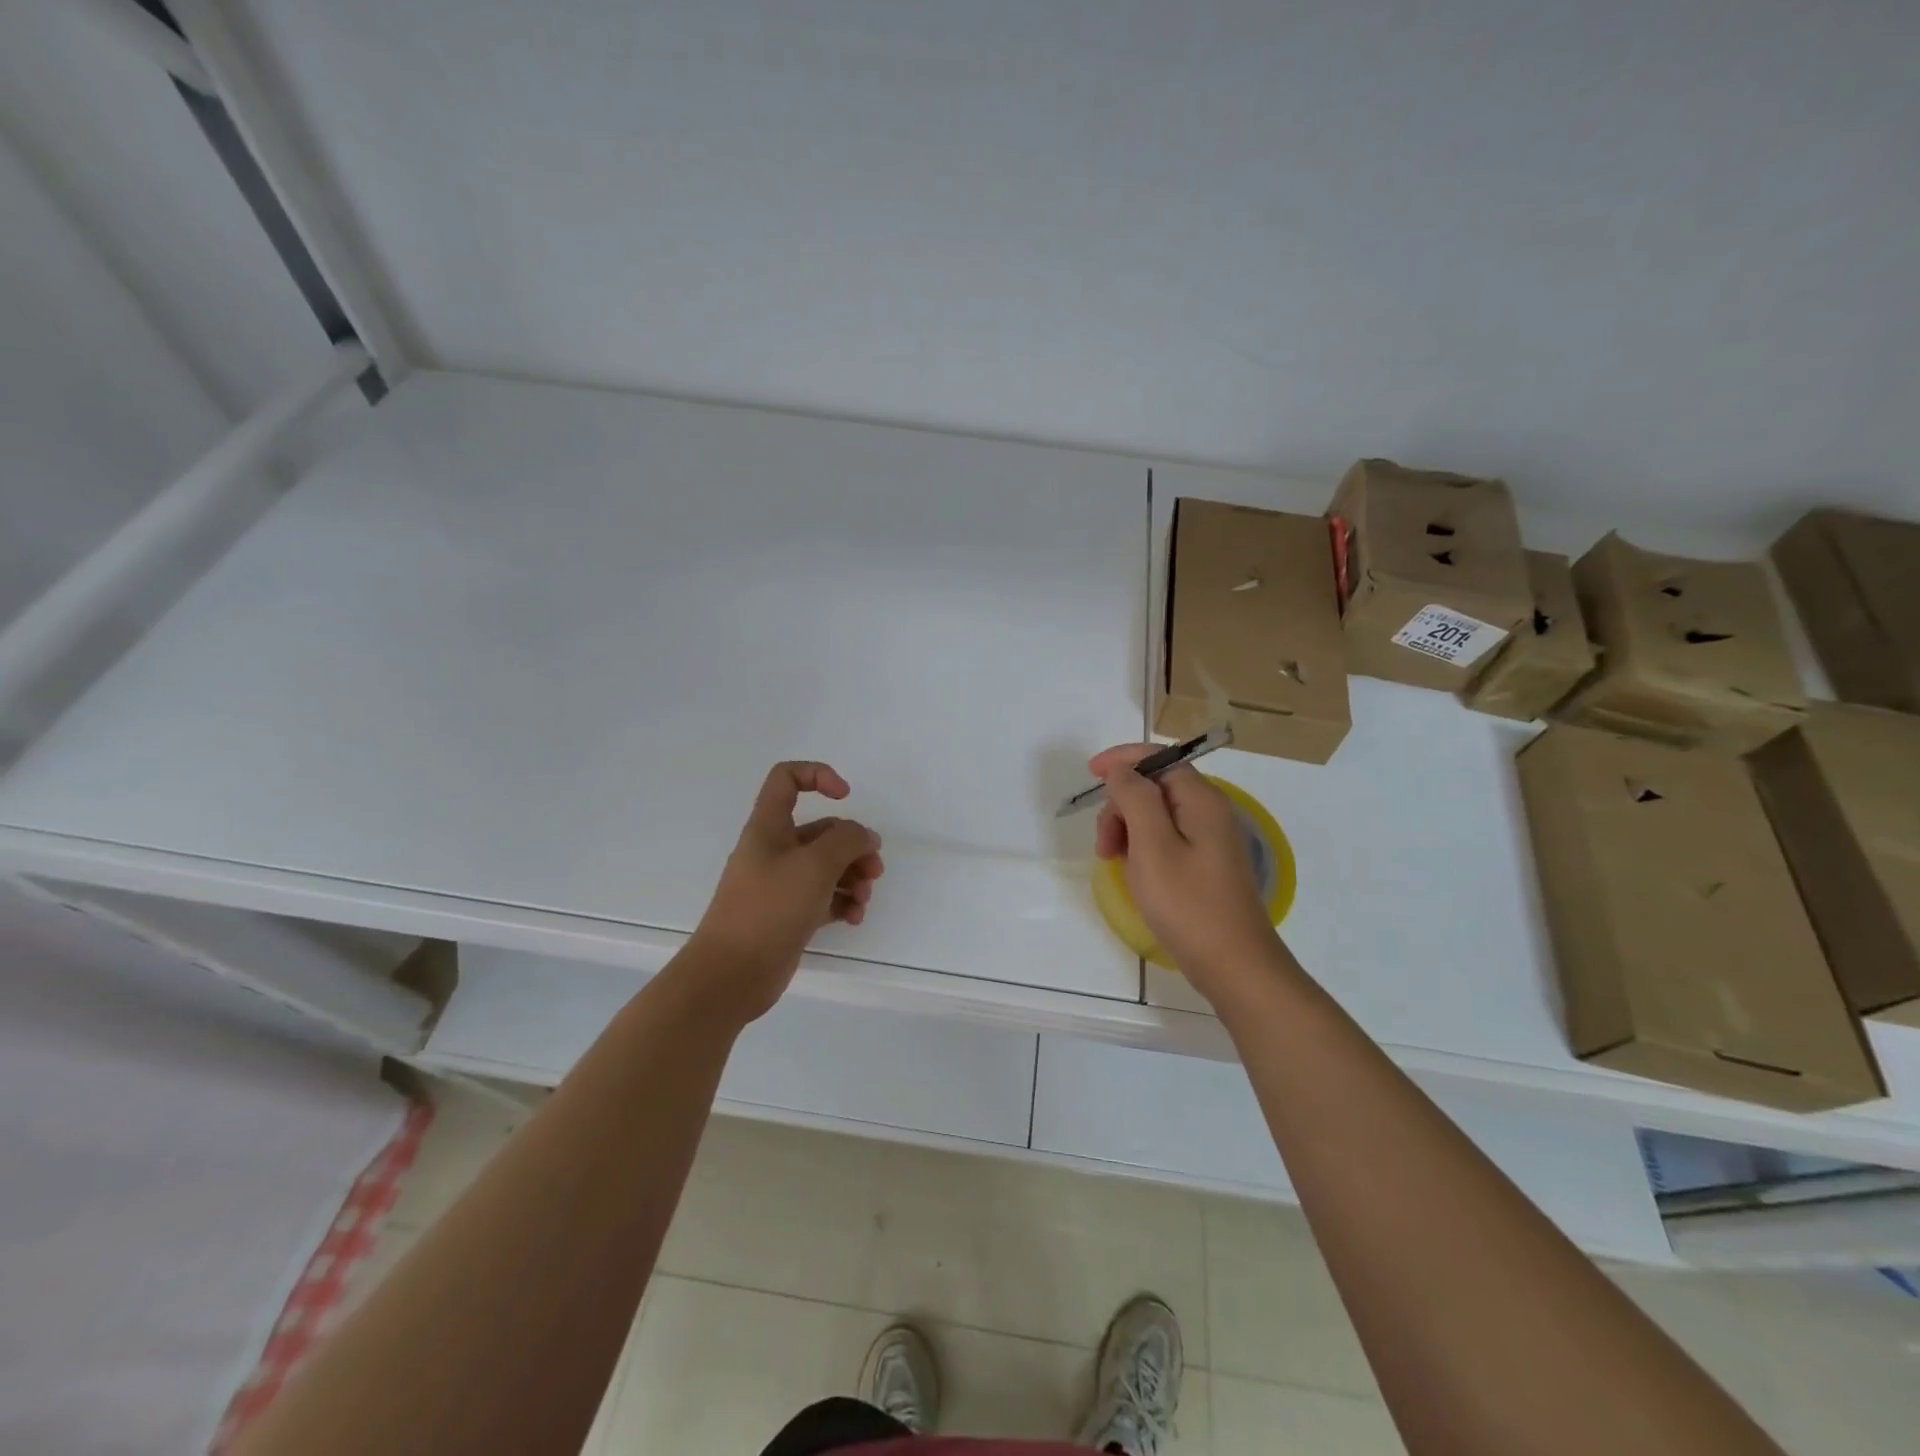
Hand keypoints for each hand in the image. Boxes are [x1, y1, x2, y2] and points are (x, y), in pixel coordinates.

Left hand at [687, 762, 884, 1021]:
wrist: (731, 974)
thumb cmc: (769, 908)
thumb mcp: (815, 865)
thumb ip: (847, 840)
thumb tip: (864, 837)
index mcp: (769, 827)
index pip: (787, 778)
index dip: (818, 775)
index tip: (846, 797)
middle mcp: (774, 850)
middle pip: (821, 831)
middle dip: (853, 845)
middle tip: (873, 869)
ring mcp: (781, 884)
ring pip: (827, 867)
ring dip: (853, 877)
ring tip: (864, 899)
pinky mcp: (789, 915)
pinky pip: (823, 898)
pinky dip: (843, 902)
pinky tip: (854, 918)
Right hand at [1090, 743, 1285, 1000]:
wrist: (1234, 965)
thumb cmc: (1188, 904)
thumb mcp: (1152, 847)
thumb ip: (1134, 799)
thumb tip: (1121, 770)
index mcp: (1201, 799)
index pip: (1158, 758)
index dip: (1122, 760)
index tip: (1090, 775)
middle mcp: (1208, 811)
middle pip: (1154, 786)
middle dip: (1120, 805)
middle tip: (1103, 845)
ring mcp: (1208, 839)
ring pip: (1156, 814)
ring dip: (1127, 829)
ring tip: (1113, 862)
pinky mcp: (1204, 863)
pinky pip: (1165, 838)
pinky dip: (1141, 846)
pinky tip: (1132, 871)